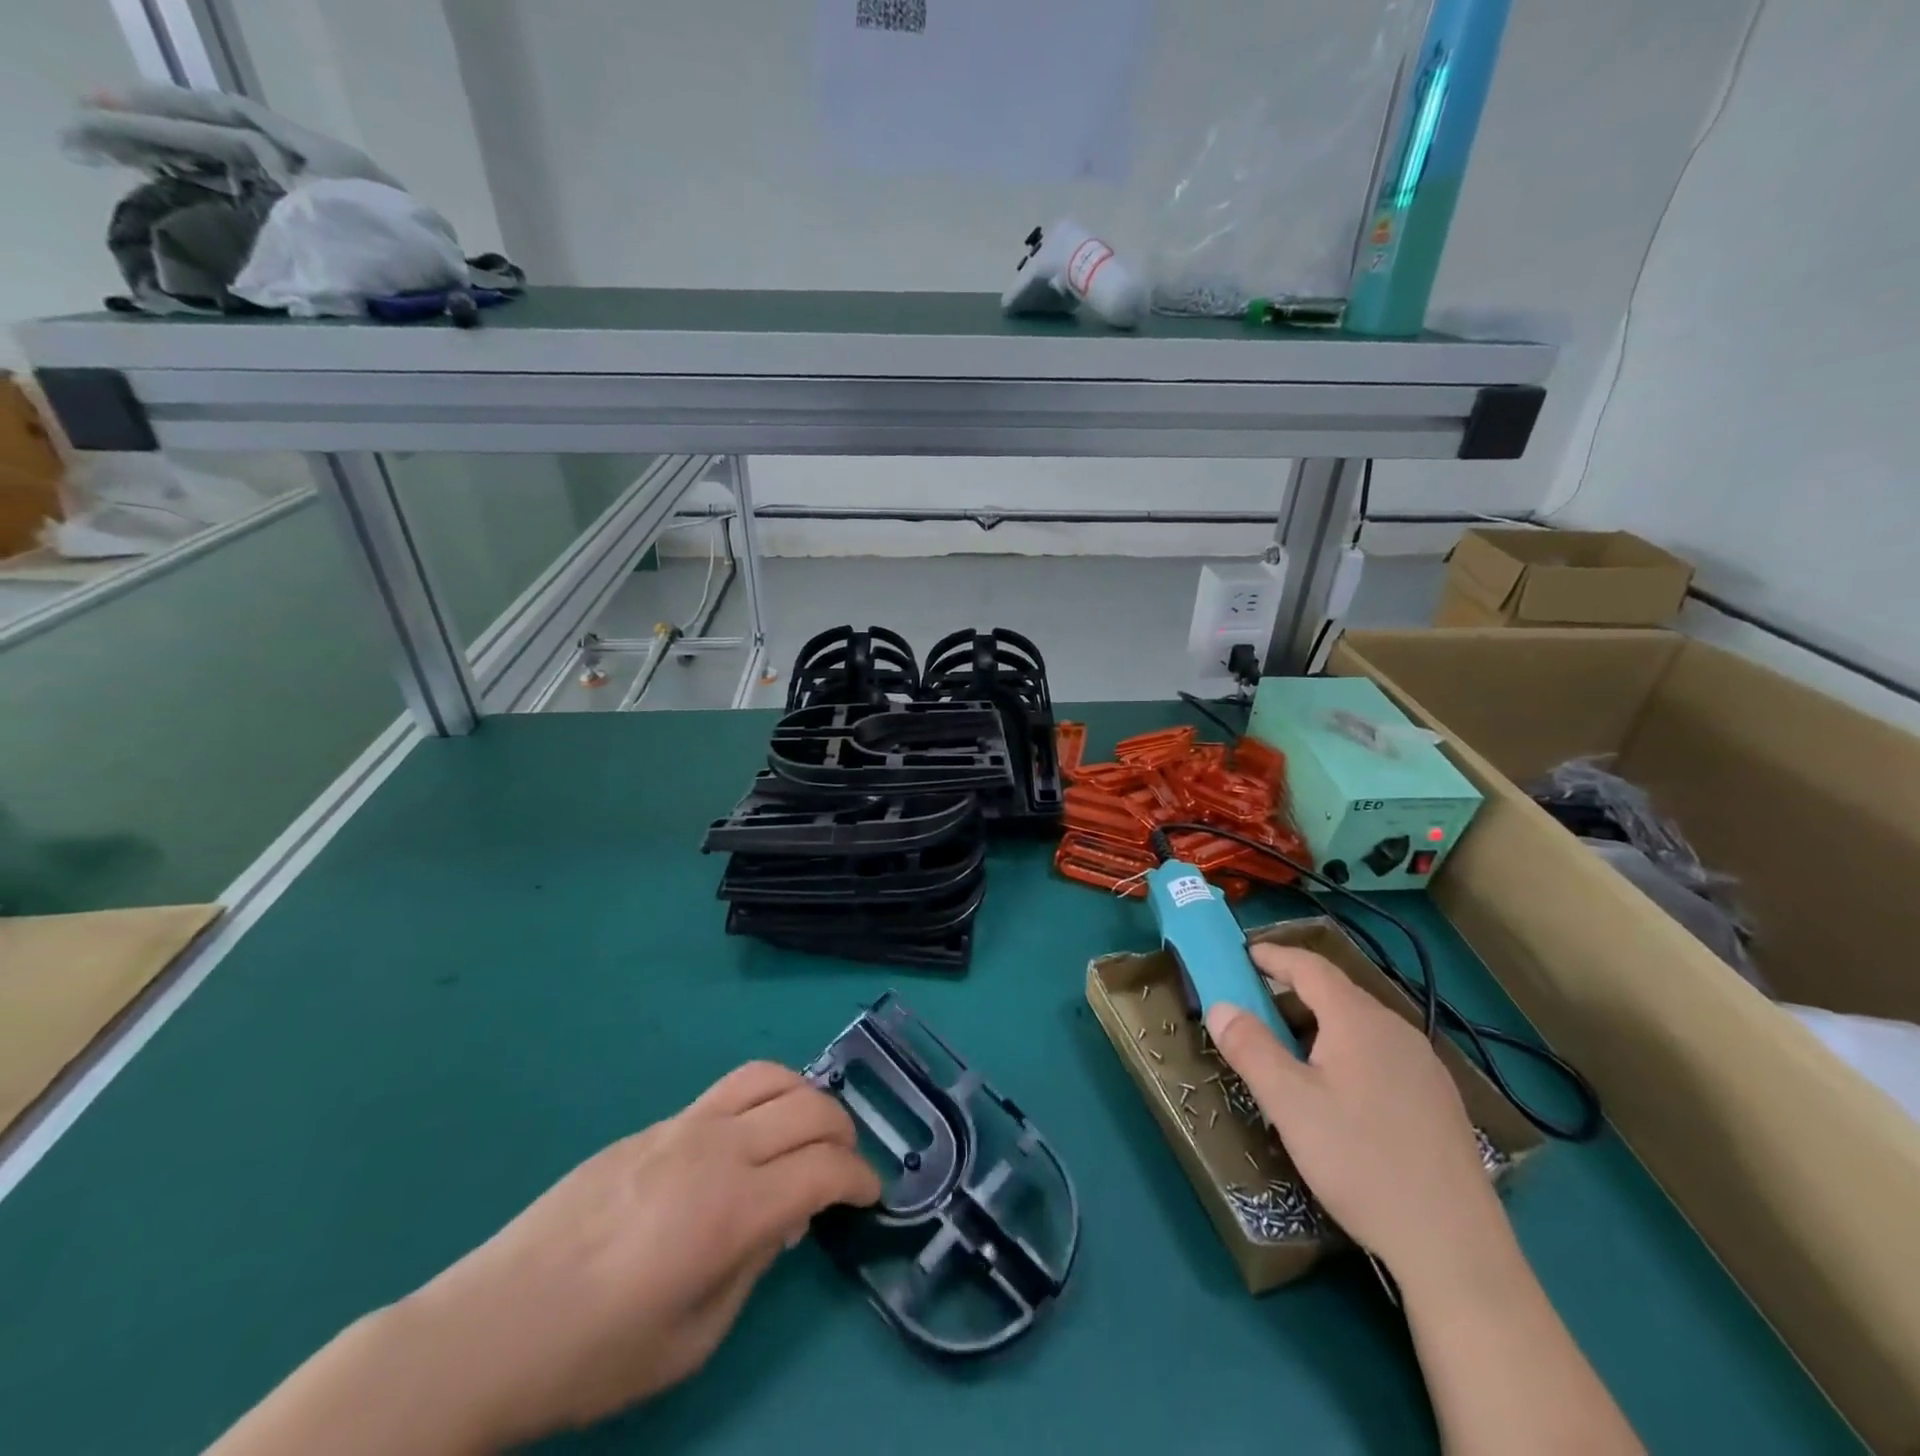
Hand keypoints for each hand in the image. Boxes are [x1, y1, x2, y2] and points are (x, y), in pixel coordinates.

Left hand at [397, 1062, 879, 1445]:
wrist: (493, 1325)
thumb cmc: (597, 1354)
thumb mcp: (694, 1336)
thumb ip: (754, 1265)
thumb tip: (786, 1218)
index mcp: (733, 1210)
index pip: (825, 1169)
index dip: (861, 1179)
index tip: (872, 1196)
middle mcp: (718, 1150)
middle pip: (810, 1108)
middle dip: (845, 1133)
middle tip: (846, 1166)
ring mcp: (684, 1126)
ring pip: (771, 1077)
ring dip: (807, 1097)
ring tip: (809, 1131)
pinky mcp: (656, 1123)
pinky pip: (729, 1091)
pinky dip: (764, 1101)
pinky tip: (750, 1141)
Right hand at [1206, 945, 1504, 1278]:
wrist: (1454, 1246)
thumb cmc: (1360, 1161)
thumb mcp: (1289, 1103)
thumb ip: (1250, 1048)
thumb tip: (1220, 1006)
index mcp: (1358, 1021)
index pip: (1310, 967)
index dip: (1274, 956)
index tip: (1242, 954)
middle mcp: (1397, 1030)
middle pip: (1337, 993)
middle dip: (1291, 992)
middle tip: (1254, 1009)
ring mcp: (1425, 1066)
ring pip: (1360, 1025)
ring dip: (1319, 1024)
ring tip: (1289, 1051)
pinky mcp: (1438, 1101)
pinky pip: (1382, 1053)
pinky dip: (1347, 1050)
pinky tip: (1340, 1092)